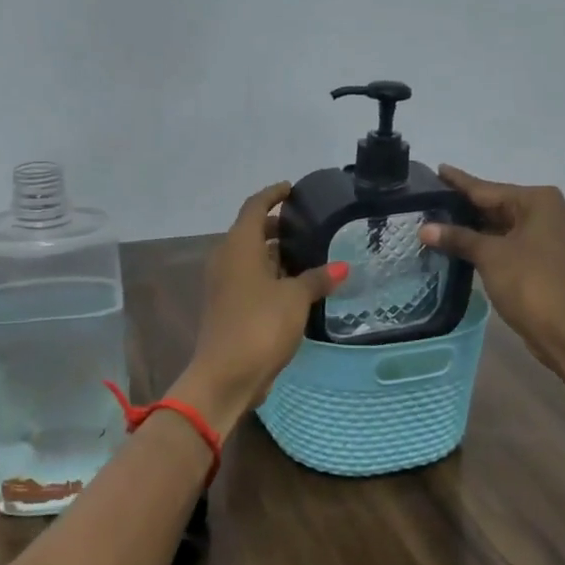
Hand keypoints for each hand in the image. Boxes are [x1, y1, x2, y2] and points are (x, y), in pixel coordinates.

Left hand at [176, 183, 346, 429]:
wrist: (225, 375)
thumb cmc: (260, 326)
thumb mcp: (295, 299)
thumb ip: (317, 279)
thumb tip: (341, 267)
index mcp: (238, 246)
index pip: (254, 206)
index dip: (273, 194)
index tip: (292, 189)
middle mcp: (225, 259)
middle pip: (250, 231)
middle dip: (276, 226)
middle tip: (307, 225)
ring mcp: (222, 284)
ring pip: (249, 257)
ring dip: (273, 253)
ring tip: (307, 254)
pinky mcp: (226, 306)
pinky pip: (248, 279)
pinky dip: (268, 275)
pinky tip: (294, 285)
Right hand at [419, 165, 564, 366]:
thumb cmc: (531, 284)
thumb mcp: (490, 256)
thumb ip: (458, 238)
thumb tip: (424, 228)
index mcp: (537, 201)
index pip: (487, 188)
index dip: (459, 182)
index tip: (437, 169)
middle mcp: (546, 212)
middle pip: (495, 205)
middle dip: (463, 206)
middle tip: (428, 200)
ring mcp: (547, 238)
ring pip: (501, 226)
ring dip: (472, 228)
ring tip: (436, 221)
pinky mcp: (543, 260)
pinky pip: (507, 243)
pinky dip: (485, 244)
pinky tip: (460, 245)